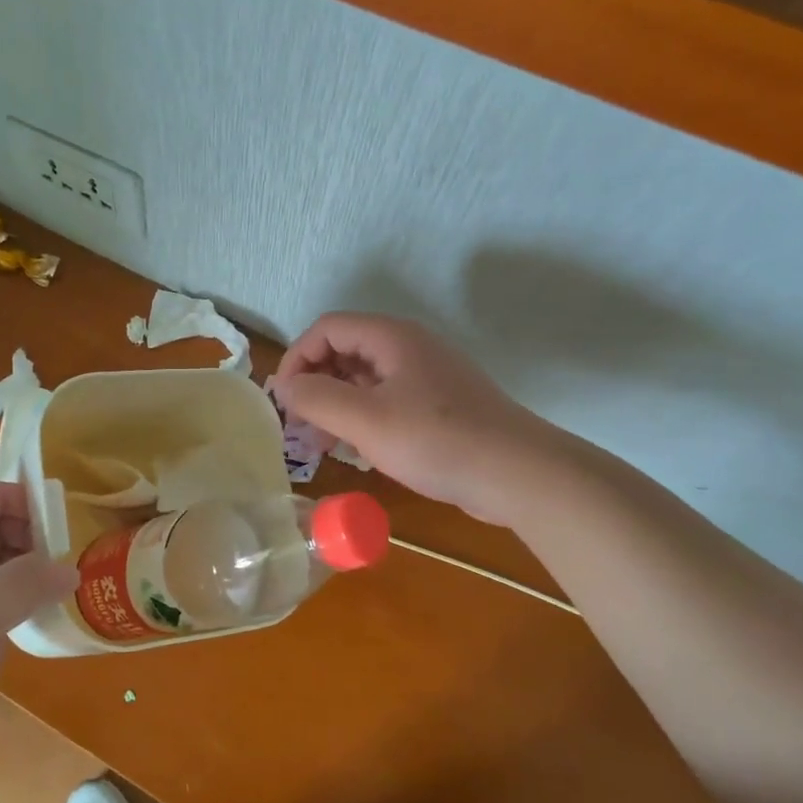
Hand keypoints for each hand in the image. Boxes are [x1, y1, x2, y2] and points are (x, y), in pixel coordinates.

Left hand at [0, 483, 75, 802]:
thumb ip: (23, 582)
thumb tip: (71, 568)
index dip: (4, 496)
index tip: (47, 512)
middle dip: (28, 529)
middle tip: (67, 547)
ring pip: (3, 566)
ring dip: (35, 563)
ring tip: (70, 574)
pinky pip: (10, 602)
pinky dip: (34, 597)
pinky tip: (58, 607)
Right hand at [273, 312, 550, 520]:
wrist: (518, 474)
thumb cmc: (436, 441)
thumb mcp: (365, 420)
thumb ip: (316, 398)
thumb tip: (284, 386)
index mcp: (391, 337)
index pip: (326, 329)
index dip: (297, 358)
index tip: (284, 400)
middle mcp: (408, 347)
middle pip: (345, 350)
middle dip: (314, 384)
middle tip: (299, 425)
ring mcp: (427, 376)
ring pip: (365, 379)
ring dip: (336, 404)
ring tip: (320, 443)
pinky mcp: (439, 405)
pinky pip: (387, 400)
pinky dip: (363, 418)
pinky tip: (357, 450)